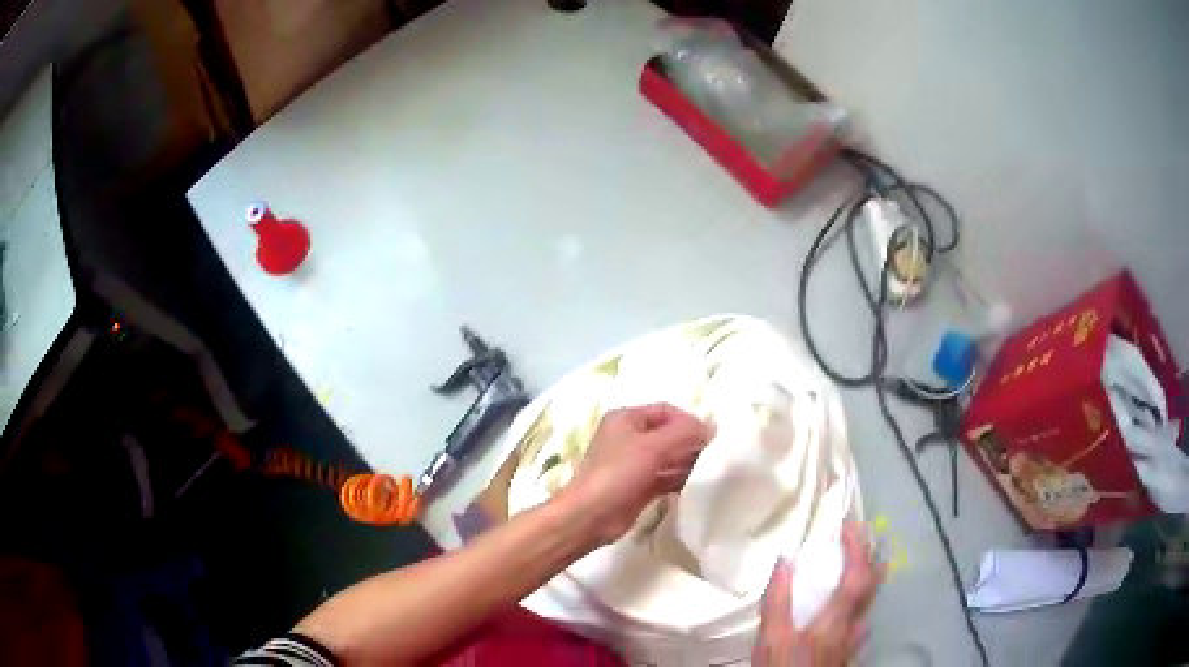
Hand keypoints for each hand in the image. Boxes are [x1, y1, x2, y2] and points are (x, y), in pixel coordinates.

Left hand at [562, 404, 711, 544]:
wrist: (590, 516)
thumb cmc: (617, 473)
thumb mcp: (653, 446)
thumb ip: (684, 433)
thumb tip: (709, 429)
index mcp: (626, 419)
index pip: (666, 411)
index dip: (689, 421)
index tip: (711, 437)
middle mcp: (629, 438)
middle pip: (668, 434)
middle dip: (691, 442)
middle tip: (715, 455)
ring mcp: (633, 464)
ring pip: (668, 457)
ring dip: (688, 462)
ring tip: (710, 470)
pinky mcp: (639, 487)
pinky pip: (666, 478)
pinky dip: (680, 479)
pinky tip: (697, 485)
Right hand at [753, 522, 881, 666]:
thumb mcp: (771, 640)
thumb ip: (779, 602)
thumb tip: (784, 561)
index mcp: (835, 620)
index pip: (856, 576)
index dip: (857, 548)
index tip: (850, 525)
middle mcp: (852, 627)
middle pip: (872, 588)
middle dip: (872, 559)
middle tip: (866, 538)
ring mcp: (853, 642)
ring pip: (870, 605)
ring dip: (870, 580)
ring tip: (864, 566)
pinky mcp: (847, 654)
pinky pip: (861, 621)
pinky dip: (861, 605)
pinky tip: (853, 613)